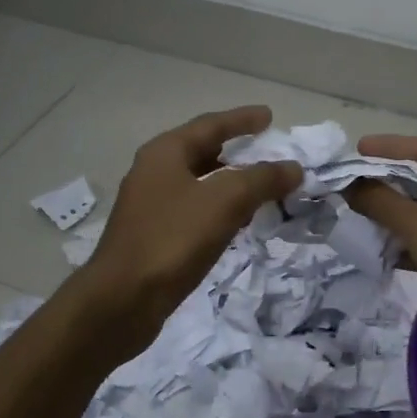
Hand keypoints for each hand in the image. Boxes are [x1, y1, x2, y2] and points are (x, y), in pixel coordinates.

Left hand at [75, 106, 301, 355]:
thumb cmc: (172, 240)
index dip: (242, 119)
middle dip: (237, 150)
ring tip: (262, 186)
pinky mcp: (155, 236)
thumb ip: (262, 180)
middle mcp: (154, 172)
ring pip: (200, 183)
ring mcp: (152, 206)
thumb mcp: (225, 202)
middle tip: (269, 151)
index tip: (270, 117)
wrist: (123, 300)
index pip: (210, 125)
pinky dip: (220, 209)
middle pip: (203, 151)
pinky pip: (195, 211)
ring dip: (232, 182)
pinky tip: (238, 222)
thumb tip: (293, 168)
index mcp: (165, 153)